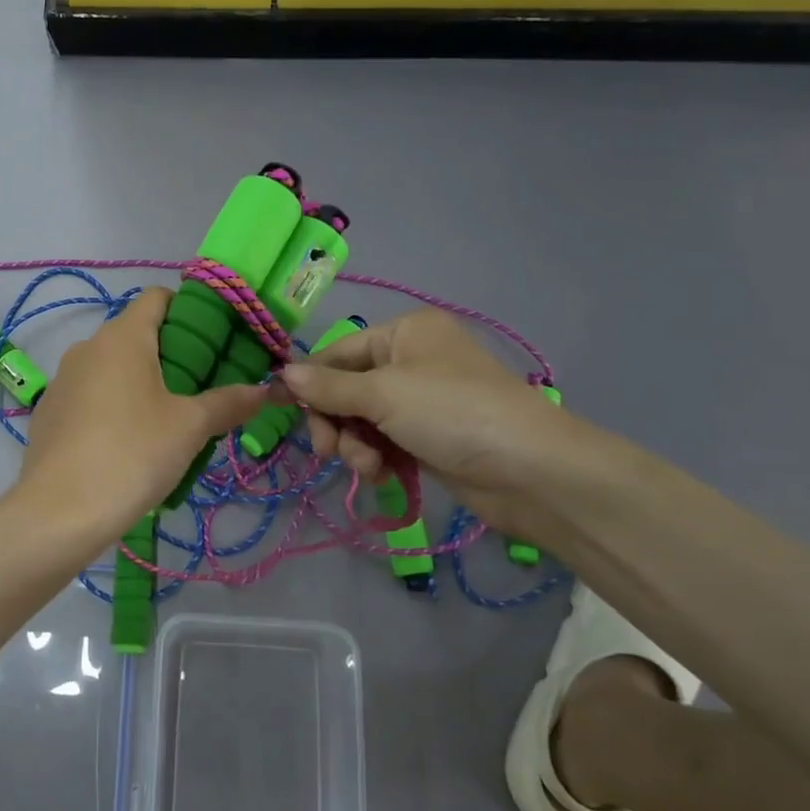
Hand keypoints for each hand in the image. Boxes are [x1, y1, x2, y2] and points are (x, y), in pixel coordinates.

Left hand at [17, 288, 266, 541]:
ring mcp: (63, 379)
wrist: (59, 512)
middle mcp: (88, 347)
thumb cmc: (132, 454)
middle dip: (172, 354)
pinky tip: (127, 444)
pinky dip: (113, 406)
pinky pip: (91, 395)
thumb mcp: (190, 427)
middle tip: (202, 388)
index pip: (158, 297)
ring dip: (142, 382)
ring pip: (112, 367)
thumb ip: (229, 402)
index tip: (214, 340)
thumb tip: (265, 390)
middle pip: (136, 333)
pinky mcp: (49, 412)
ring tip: (168, 421)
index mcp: (122, 336)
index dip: (189, 309)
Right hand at [278, 309, 578, 544]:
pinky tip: (382, 477)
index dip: (309, 382)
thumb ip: (328, 387)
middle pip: (347, 389)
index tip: (280, 409)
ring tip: (369, 468)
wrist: (530, 471)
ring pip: (363, 421)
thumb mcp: (383, 394)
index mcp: (404, 333)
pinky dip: (377, 459)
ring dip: (356, 446)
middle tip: (328, 451)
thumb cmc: (452, 413)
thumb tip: (281, 374)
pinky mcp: (429, 438)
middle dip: (336, 421)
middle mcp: (411, 361)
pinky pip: (384, 443)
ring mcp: (421, 402)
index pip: (338, 352)